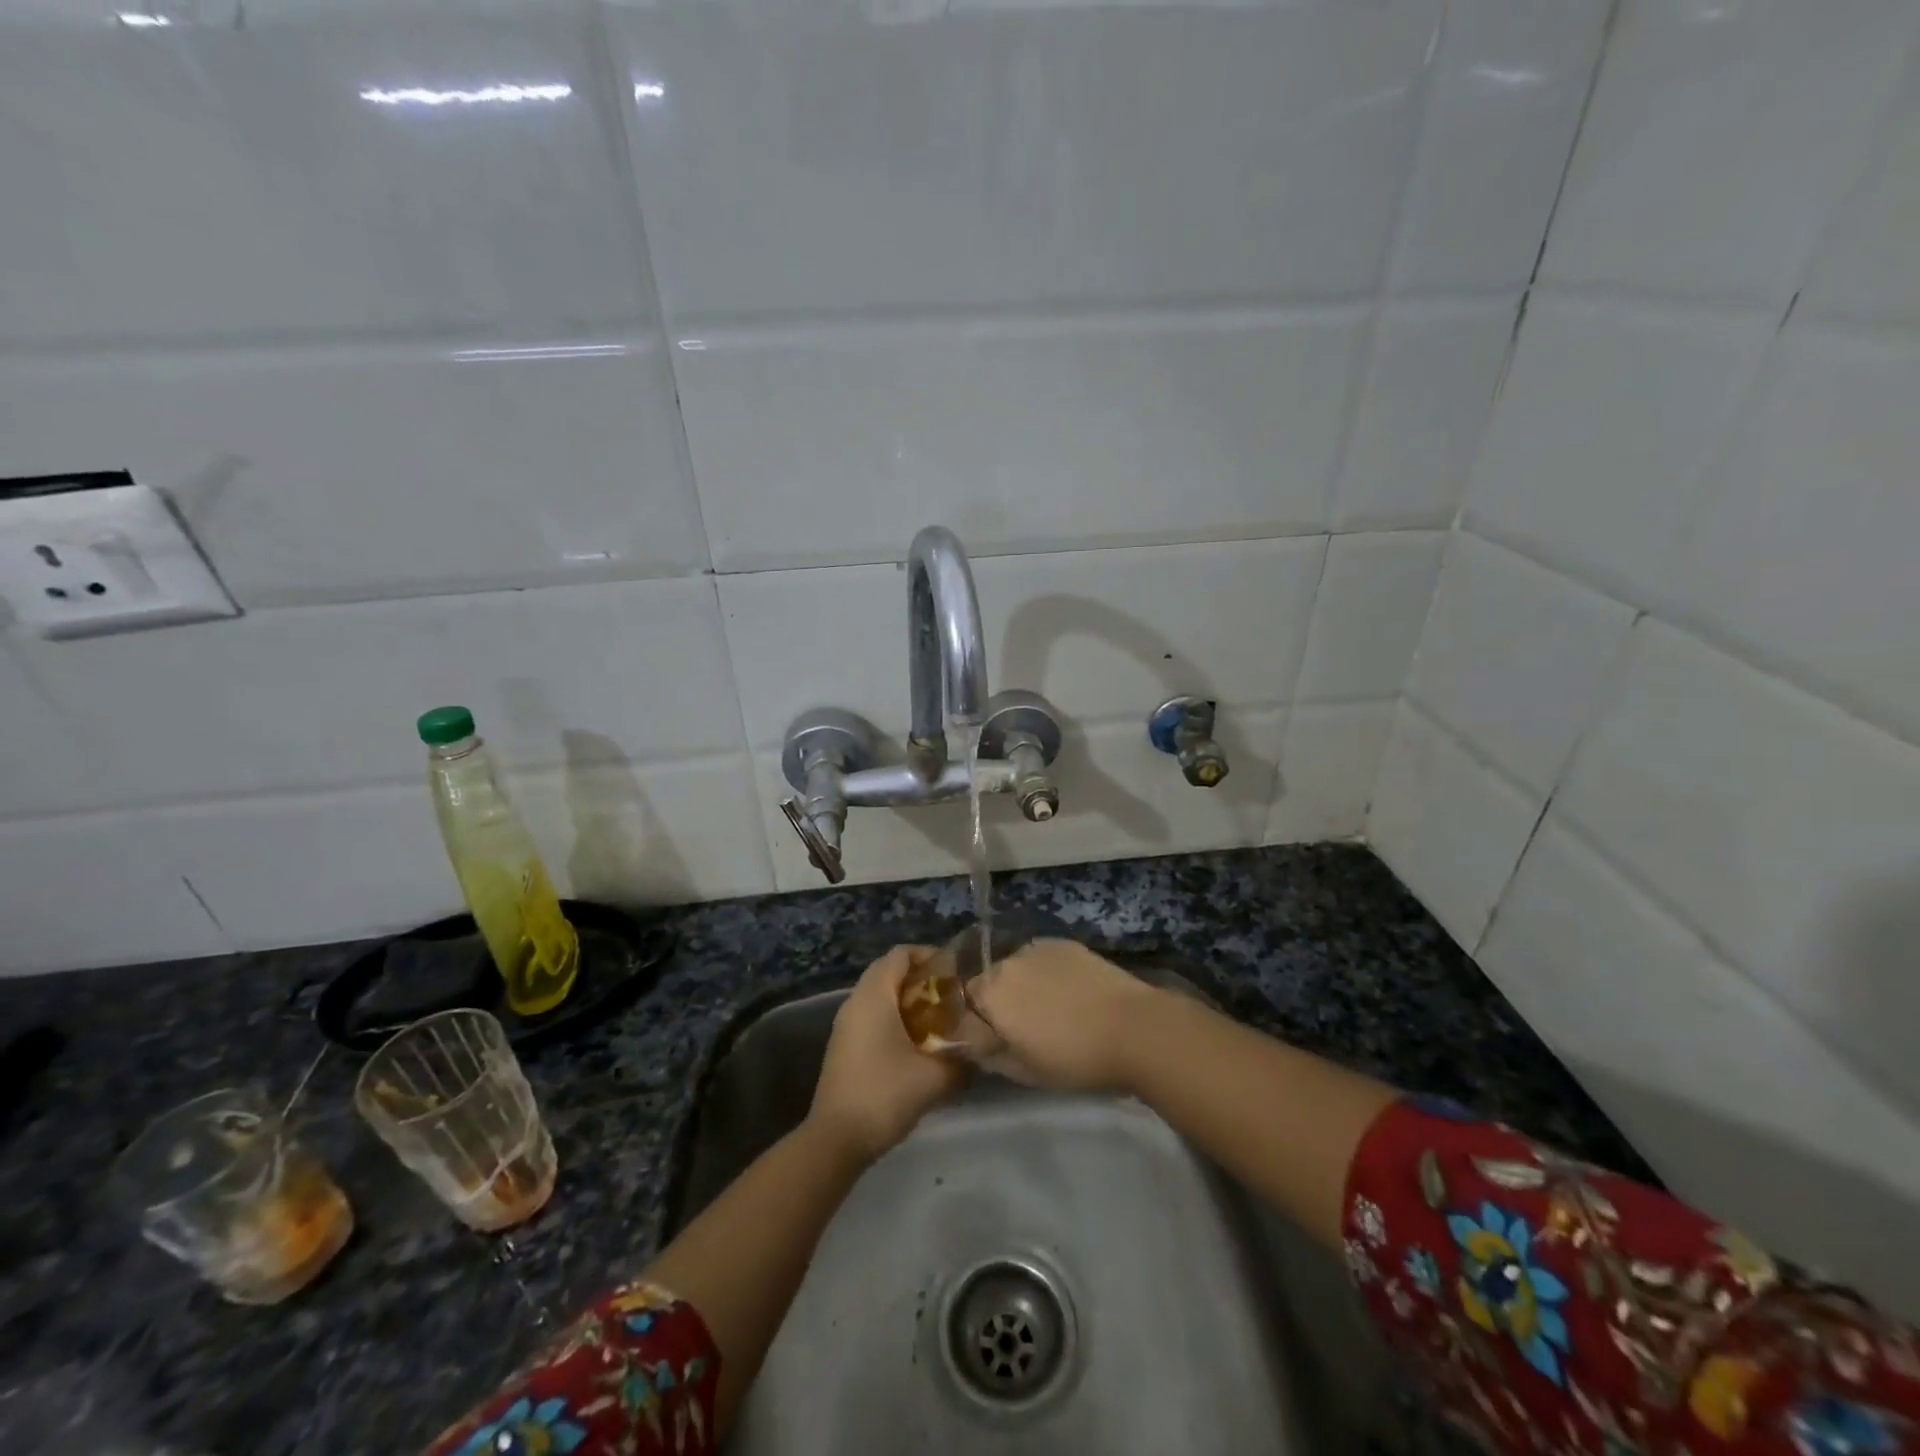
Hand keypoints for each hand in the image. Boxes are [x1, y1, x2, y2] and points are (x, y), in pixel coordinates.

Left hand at [808, 945, 966, 1163]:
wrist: (836, 1139)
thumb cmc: (884, 1094)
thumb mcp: (934, 1077)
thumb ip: (963, 1059)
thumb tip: (981, 1051)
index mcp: (874, 995)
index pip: (901, 953)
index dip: (929, 955)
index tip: (956, 973)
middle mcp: (856, 1001)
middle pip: (890, 972)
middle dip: (922, 980)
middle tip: (952, 997)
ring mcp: (846, 1025)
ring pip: (881, 996)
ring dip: (909, 1002)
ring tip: (940, 1021)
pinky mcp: (844, 1046)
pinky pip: (873, 1017)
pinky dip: (896, 1019)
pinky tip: (917, 1046)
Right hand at [971, 939, 1159, 1092]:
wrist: (1132, 1027)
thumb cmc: (1074, 1058)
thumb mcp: (1025, 1072)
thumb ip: (991, 1057)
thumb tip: (974, 1046)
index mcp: (991, 993)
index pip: (966, 1003)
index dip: (979, 1021)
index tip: (996, 1039)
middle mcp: (1008, 962)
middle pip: (992, 980)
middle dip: (1001, 1000)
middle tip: (1027, 1026)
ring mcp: (1038, 948)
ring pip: (1018, 967)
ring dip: (1025, 984)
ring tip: (1053, 1008)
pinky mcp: (1065, 943)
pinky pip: (1043, 958)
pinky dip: (1048, 973)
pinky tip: (1071, 992)